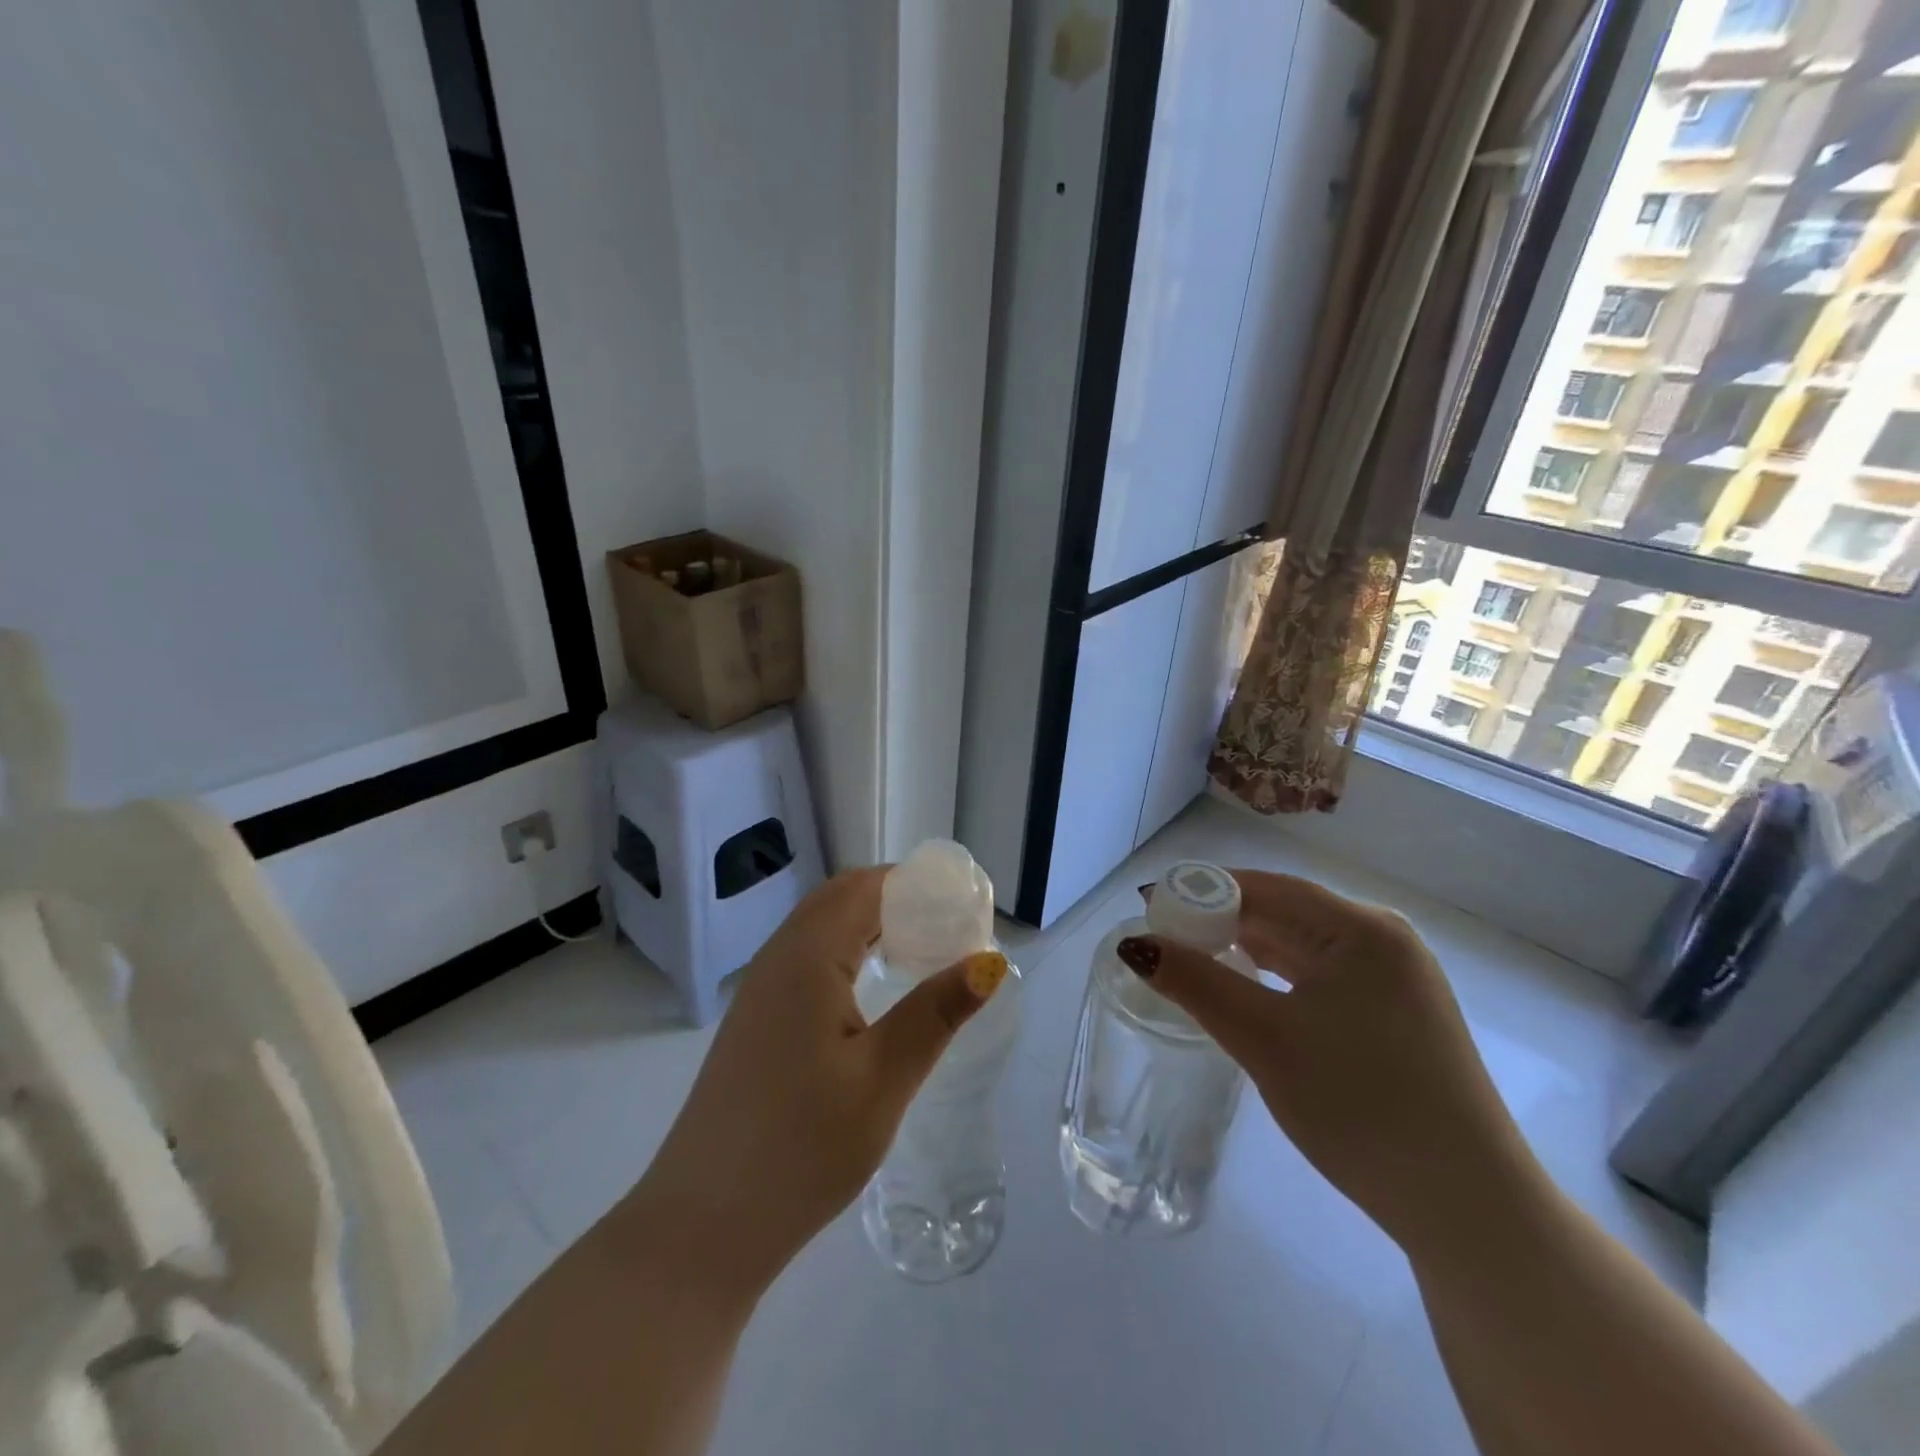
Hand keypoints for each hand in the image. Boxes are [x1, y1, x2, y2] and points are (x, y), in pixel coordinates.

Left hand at [626, 868, 1009, 1301]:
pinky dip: (847, 951)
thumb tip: (988, 961)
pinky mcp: (755, 1019)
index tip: (964, 909)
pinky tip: (873, 990)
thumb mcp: (883, 1079)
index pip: (866, 887)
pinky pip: (806, 958)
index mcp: (807, 957)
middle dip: (898, 900)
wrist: (702, 1226)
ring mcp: (760, 988)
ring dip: (872, 924)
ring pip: (822, 927)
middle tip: (950, 931)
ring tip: (922, 954)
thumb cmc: (801, 1148)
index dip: (917, 885)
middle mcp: (778, 957)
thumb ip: (935, 1012)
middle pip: (842, 898)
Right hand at [1123, 870, 1534, 1255]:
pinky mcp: (1396, 1013)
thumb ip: (1195, 982)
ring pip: (1301, 945)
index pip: (1264, 887)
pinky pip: (1321, 974)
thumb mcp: (1264, 1039)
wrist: (1468, 1209)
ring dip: (1246, 949)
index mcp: (1361, 929)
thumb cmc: (1361, 1107)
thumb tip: (1134, 944)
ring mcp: (1395, 977)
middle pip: (1283, 912)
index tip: (1149, 906)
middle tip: (1162, 939)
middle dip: (1220, 921)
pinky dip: (1276, 977)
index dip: (1201, 890)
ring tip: (1192, 962)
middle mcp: (1383, 939)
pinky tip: (1246, 993)